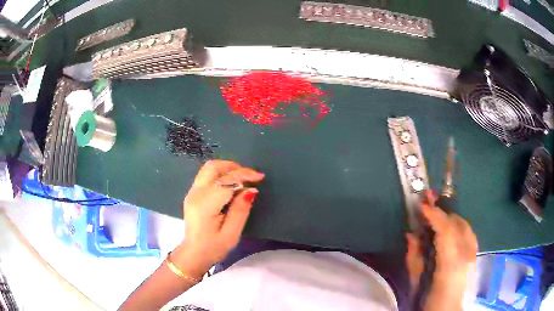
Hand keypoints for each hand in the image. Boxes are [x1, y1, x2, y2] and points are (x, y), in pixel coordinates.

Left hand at [172, 160, 263, 278]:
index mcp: (205, 204)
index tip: (260, 177)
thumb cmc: (213, 247)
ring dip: (226, 168)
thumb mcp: (231, 234)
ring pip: (208, 168)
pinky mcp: (192, 194)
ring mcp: (192, 192)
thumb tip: (251, 190)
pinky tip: (230, 184)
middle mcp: (196, 193)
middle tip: (249, 175)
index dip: (244, 175)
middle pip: (213, 167)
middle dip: (233, 166)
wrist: (193, 253)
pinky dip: (220, 174)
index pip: (226, 181)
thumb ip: (240, 210)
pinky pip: (206, 175)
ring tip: (241, 178)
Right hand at [405, 190, 477, 308]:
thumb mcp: (416, 284)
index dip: (434, 214)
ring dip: (450, 218)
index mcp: (451, 264)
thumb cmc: (429, 302)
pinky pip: (468, 233)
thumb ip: (414, 259)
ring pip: (465, 225)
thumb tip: (410, 234)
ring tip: (437, 216)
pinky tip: (450, 230)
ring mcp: (474, 254)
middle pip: (458, 223)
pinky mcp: (475, 256)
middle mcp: (467, 255)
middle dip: (442, 212)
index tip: (421, 204)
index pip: (446, 230)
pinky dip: (458, 227)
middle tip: (428, 204)